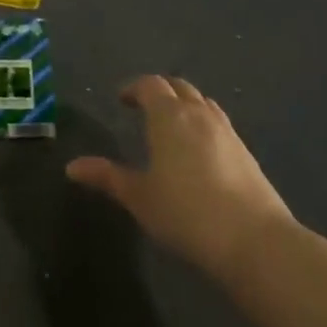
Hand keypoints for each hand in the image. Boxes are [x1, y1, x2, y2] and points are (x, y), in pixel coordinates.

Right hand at [66, 76, 294, 280]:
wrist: (255, 240)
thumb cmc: (186, 214)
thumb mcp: (140, 197)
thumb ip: (107, 177)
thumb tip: (72, 167)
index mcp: (169, 116)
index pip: (150, 85)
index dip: (134, 87)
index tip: (121, 99)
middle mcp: (199, 114)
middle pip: (178, 87)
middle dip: (159, 90)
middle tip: (142, 106)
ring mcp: (227, 131)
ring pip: (202, 102)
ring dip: (184, 104)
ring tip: (171, 124)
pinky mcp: (246, 152)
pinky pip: (218, 122)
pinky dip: (202, 122)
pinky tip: (198, 149)